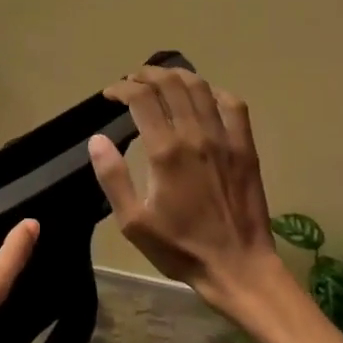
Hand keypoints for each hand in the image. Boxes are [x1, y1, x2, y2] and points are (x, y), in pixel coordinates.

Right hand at [88, 67, 291, 321]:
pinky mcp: (245, 148)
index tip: (109, 94)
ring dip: (177, 76)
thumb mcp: (133, 222)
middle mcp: (195, 135)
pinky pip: (234, 106)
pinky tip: (204, 97)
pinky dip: (215, 92)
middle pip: (170, 84)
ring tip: (162, 80)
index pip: (141, 98)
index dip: (121, 88)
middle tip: (132, 81)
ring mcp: (225, 139)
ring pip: (200, 88)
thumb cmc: (180, 247)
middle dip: (146, 75)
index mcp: (165, 151)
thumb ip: (113, 177)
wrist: (238, 267)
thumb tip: (97, 139)